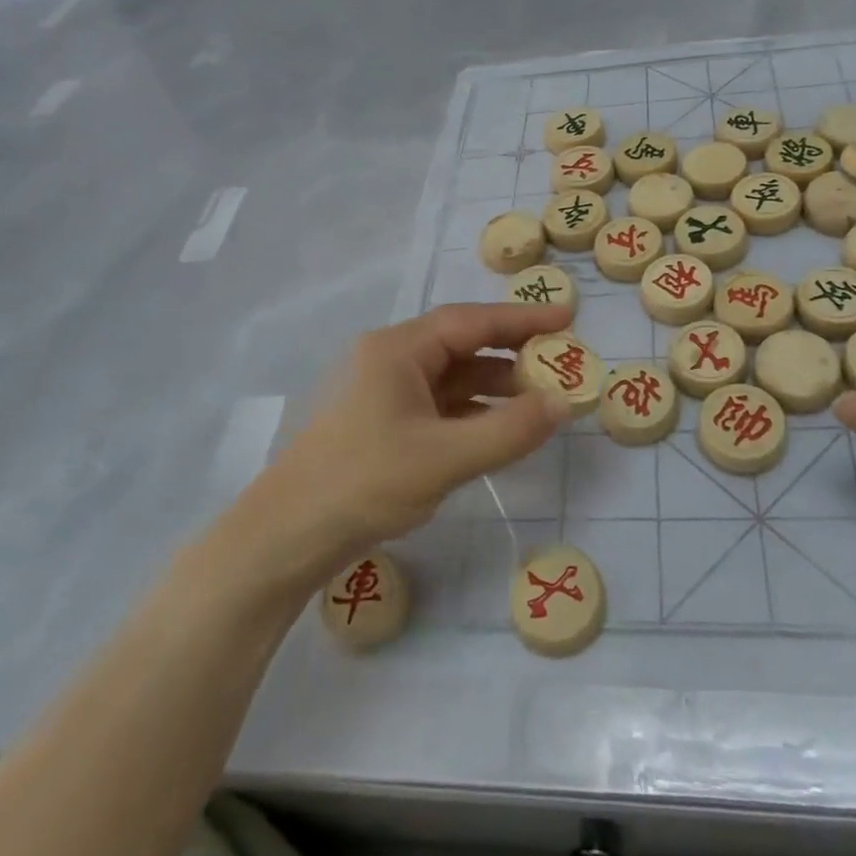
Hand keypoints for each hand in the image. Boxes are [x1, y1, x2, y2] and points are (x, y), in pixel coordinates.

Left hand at [251, 302, 574, 577]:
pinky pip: (439, 405)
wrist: (288, 536)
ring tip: (539, 400)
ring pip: (451, 377)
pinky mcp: (383, 423)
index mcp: (398, 349)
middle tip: (559, 362)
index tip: (567, 319)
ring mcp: (384, 392)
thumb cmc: (364, 482)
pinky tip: (499, 428)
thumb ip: (509, 429)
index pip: (471, 321)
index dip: (521, 319)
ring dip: (494, 386)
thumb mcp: (445, 457)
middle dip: (511, 354)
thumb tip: (562, 403)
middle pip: (461, 345)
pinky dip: (472, 412)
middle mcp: (390, 359)